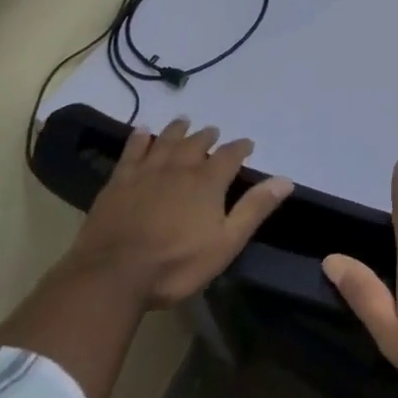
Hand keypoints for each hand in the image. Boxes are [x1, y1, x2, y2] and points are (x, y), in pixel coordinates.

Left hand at [59, 118, 293, 307]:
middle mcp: (180, 167)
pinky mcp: (120, 180)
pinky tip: (143, 132)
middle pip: (197, 142)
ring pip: (167, 140)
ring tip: (184, 122)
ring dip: (178, 129)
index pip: (230, 155)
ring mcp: (147, 171)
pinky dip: (140, 138)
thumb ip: (254, 209)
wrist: (112, 275)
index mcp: (207, 181)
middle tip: (213, 132)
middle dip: (208, 136)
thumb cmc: (175, 264)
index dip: (240, 147)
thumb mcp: (225, 243)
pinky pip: (133, 150)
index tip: (247, 144)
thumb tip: (285, 180)